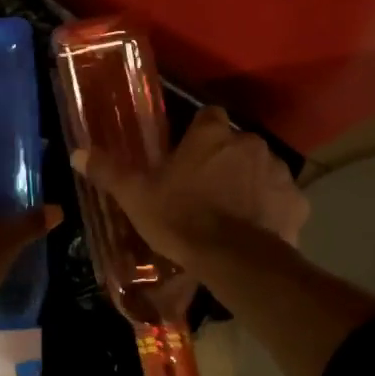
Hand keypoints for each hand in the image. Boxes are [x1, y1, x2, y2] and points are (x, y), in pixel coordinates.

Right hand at [72, 106, 307, 266]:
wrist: (234, 259)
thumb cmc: (181, 219)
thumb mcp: (136, 196)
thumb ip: (109, 171)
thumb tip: (77, 152)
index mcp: (212, 135)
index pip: (208, 116)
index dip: (199, 134)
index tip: (188, 155)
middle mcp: (250, 143)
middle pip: (236, 143)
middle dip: (224, 161)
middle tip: (205, 190)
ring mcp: (278, 171)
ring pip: (261, 169)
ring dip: (249, 183)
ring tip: (230, 213)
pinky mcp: (296, 202)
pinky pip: (281, 199)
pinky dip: (271, 210)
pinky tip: (255, 230)